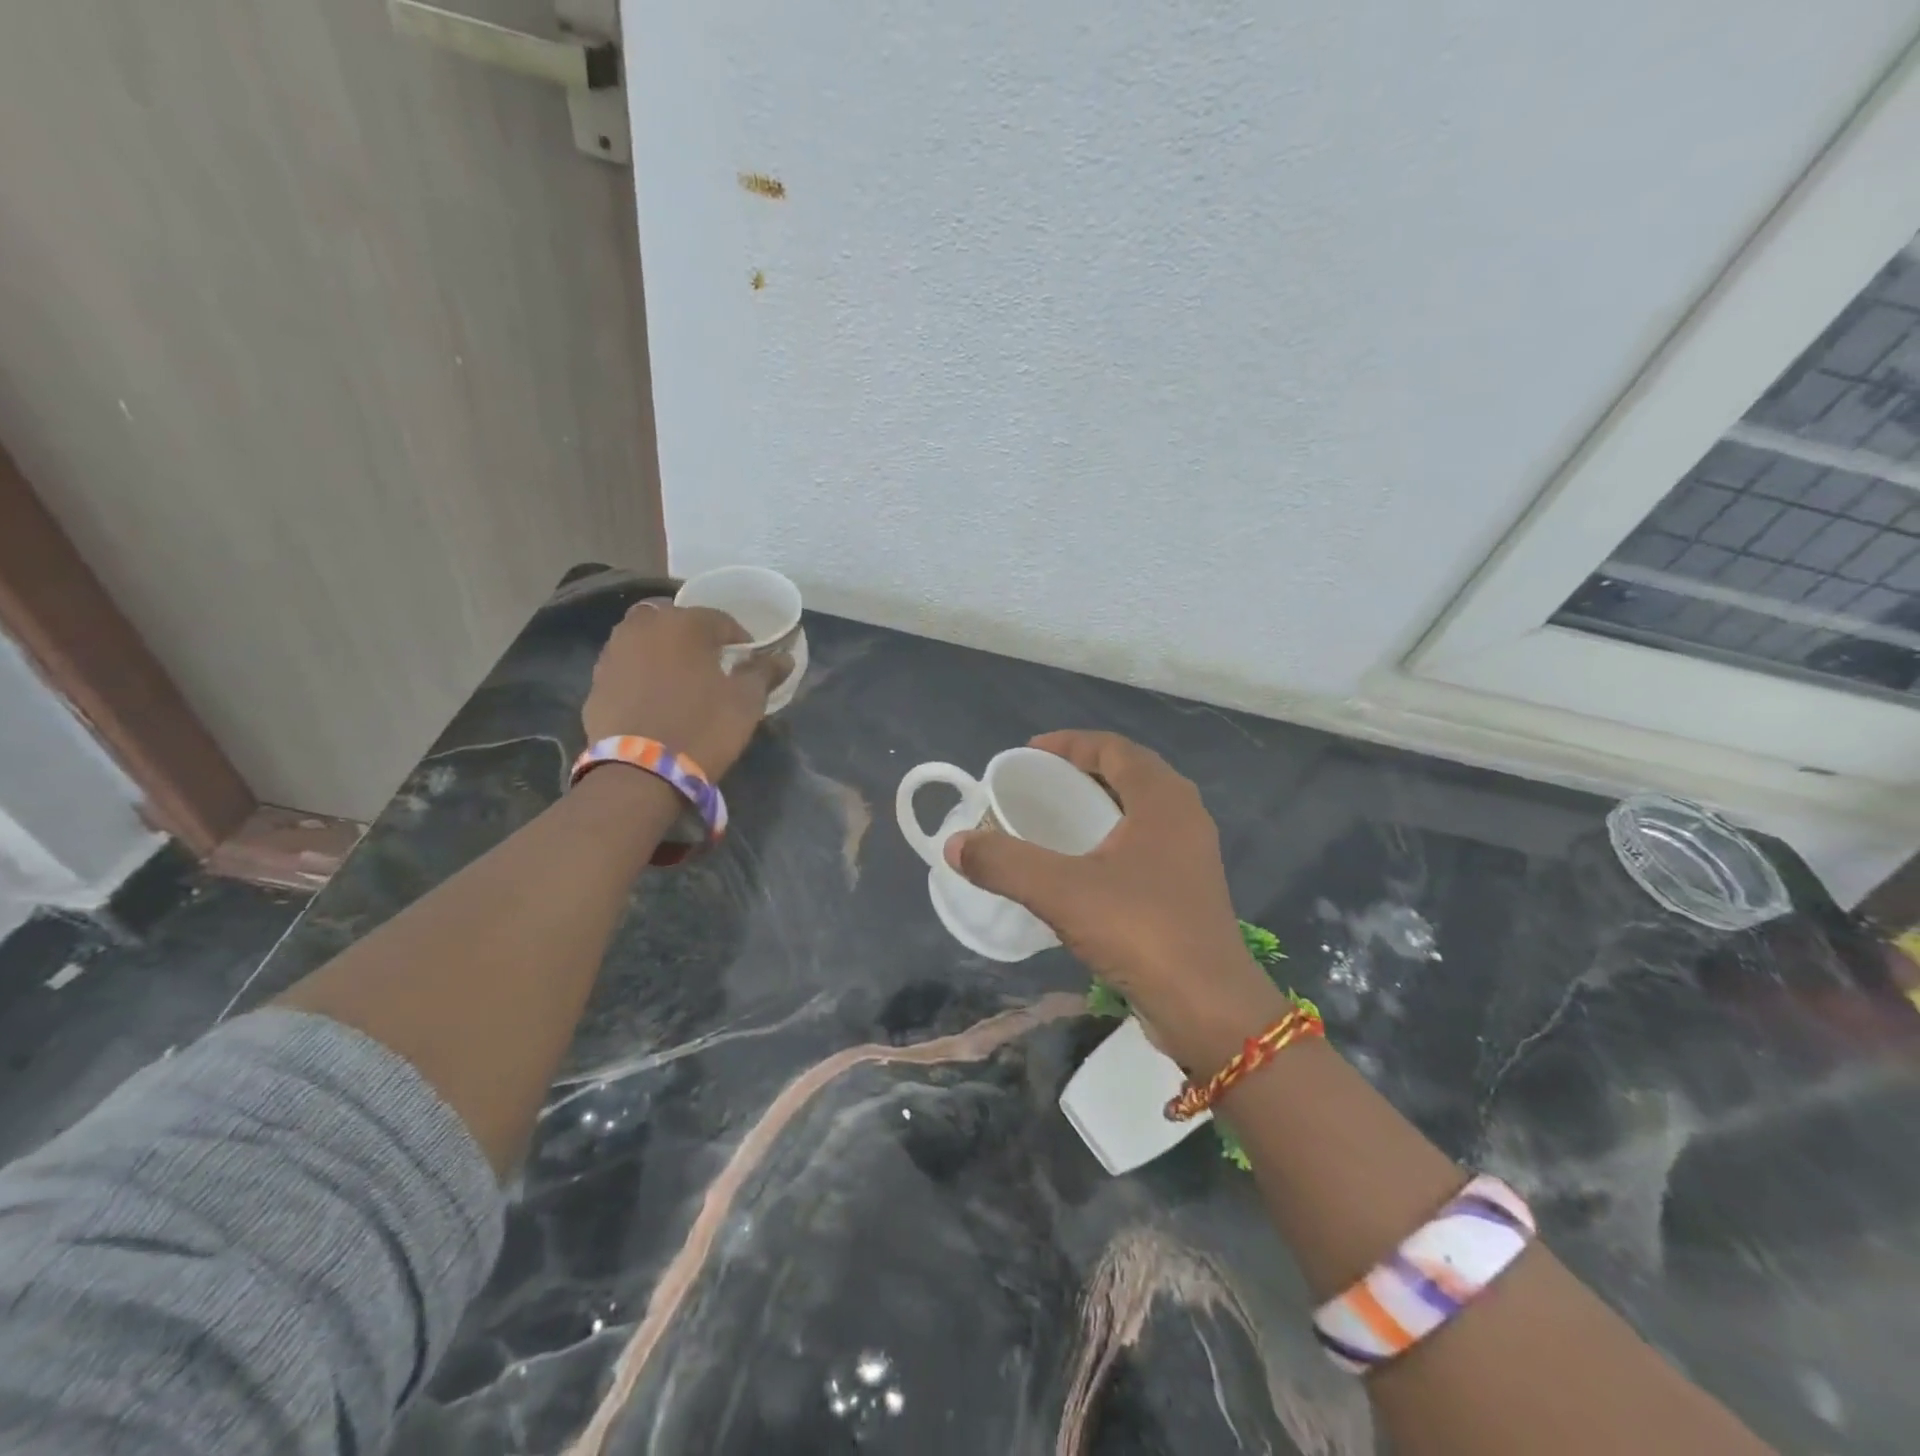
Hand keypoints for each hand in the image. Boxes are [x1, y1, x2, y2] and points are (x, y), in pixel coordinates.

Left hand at [582, 602, 786, 777]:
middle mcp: (643, 627)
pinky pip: (626, 667)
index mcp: (683, 623)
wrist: (640, 773)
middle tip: (710, 664)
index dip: (740, 639)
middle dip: (694, 635)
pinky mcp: (596, 683)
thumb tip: (784, 658)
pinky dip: (641, 673)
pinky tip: (654, 699)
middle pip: (674, 620)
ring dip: (663, 650)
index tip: (749, 662)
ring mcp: (613, 653)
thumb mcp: (745, 702)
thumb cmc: (702, 728)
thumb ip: (764, 673)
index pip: (721, 619)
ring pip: (644, 639)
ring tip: (680, 680)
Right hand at [944, 730, 1281, 1062]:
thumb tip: (954, 844)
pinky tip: (1080, 867)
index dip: (1069, 743)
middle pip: (1128, 774)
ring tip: (1053, 820)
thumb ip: (1005, 863)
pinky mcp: (1188, 889)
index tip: (1028, 754)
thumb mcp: (1062, 892)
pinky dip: (1110, 839)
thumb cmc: (1141, 931)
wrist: (1208, 1008)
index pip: (1114, 748)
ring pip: (1138, 811)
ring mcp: (1190, 854)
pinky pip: (1144, 843)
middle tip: (1037, 785)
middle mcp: (1183, 816)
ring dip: (1097, 806)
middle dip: (1081, 772)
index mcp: (1163, 799)